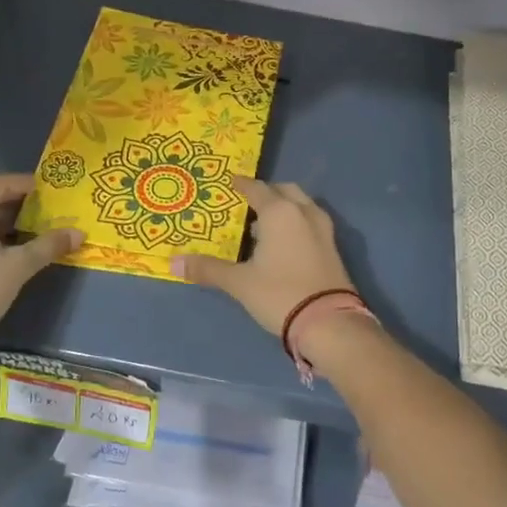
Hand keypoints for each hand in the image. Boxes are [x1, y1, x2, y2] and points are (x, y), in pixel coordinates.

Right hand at [170, 178, 354, 334]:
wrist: (329, 323)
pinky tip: (281, 243)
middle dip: (266, 193)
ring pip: (301, 206)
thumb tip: (174, 263)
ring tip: (261, 225)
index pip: (256, 188)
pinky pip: (309, 222)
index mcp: (279, 212)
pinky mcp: (332, 248)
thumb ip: (208, 269)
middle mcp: (303, 212)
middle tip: (246, 202)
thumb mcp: (239, 283)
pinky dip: (295, 223)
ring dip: (283, 208)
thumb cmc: (279, 293)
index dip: (241, 185)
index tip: (229, 183)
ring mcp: (323, 229)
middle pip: (284, 191)